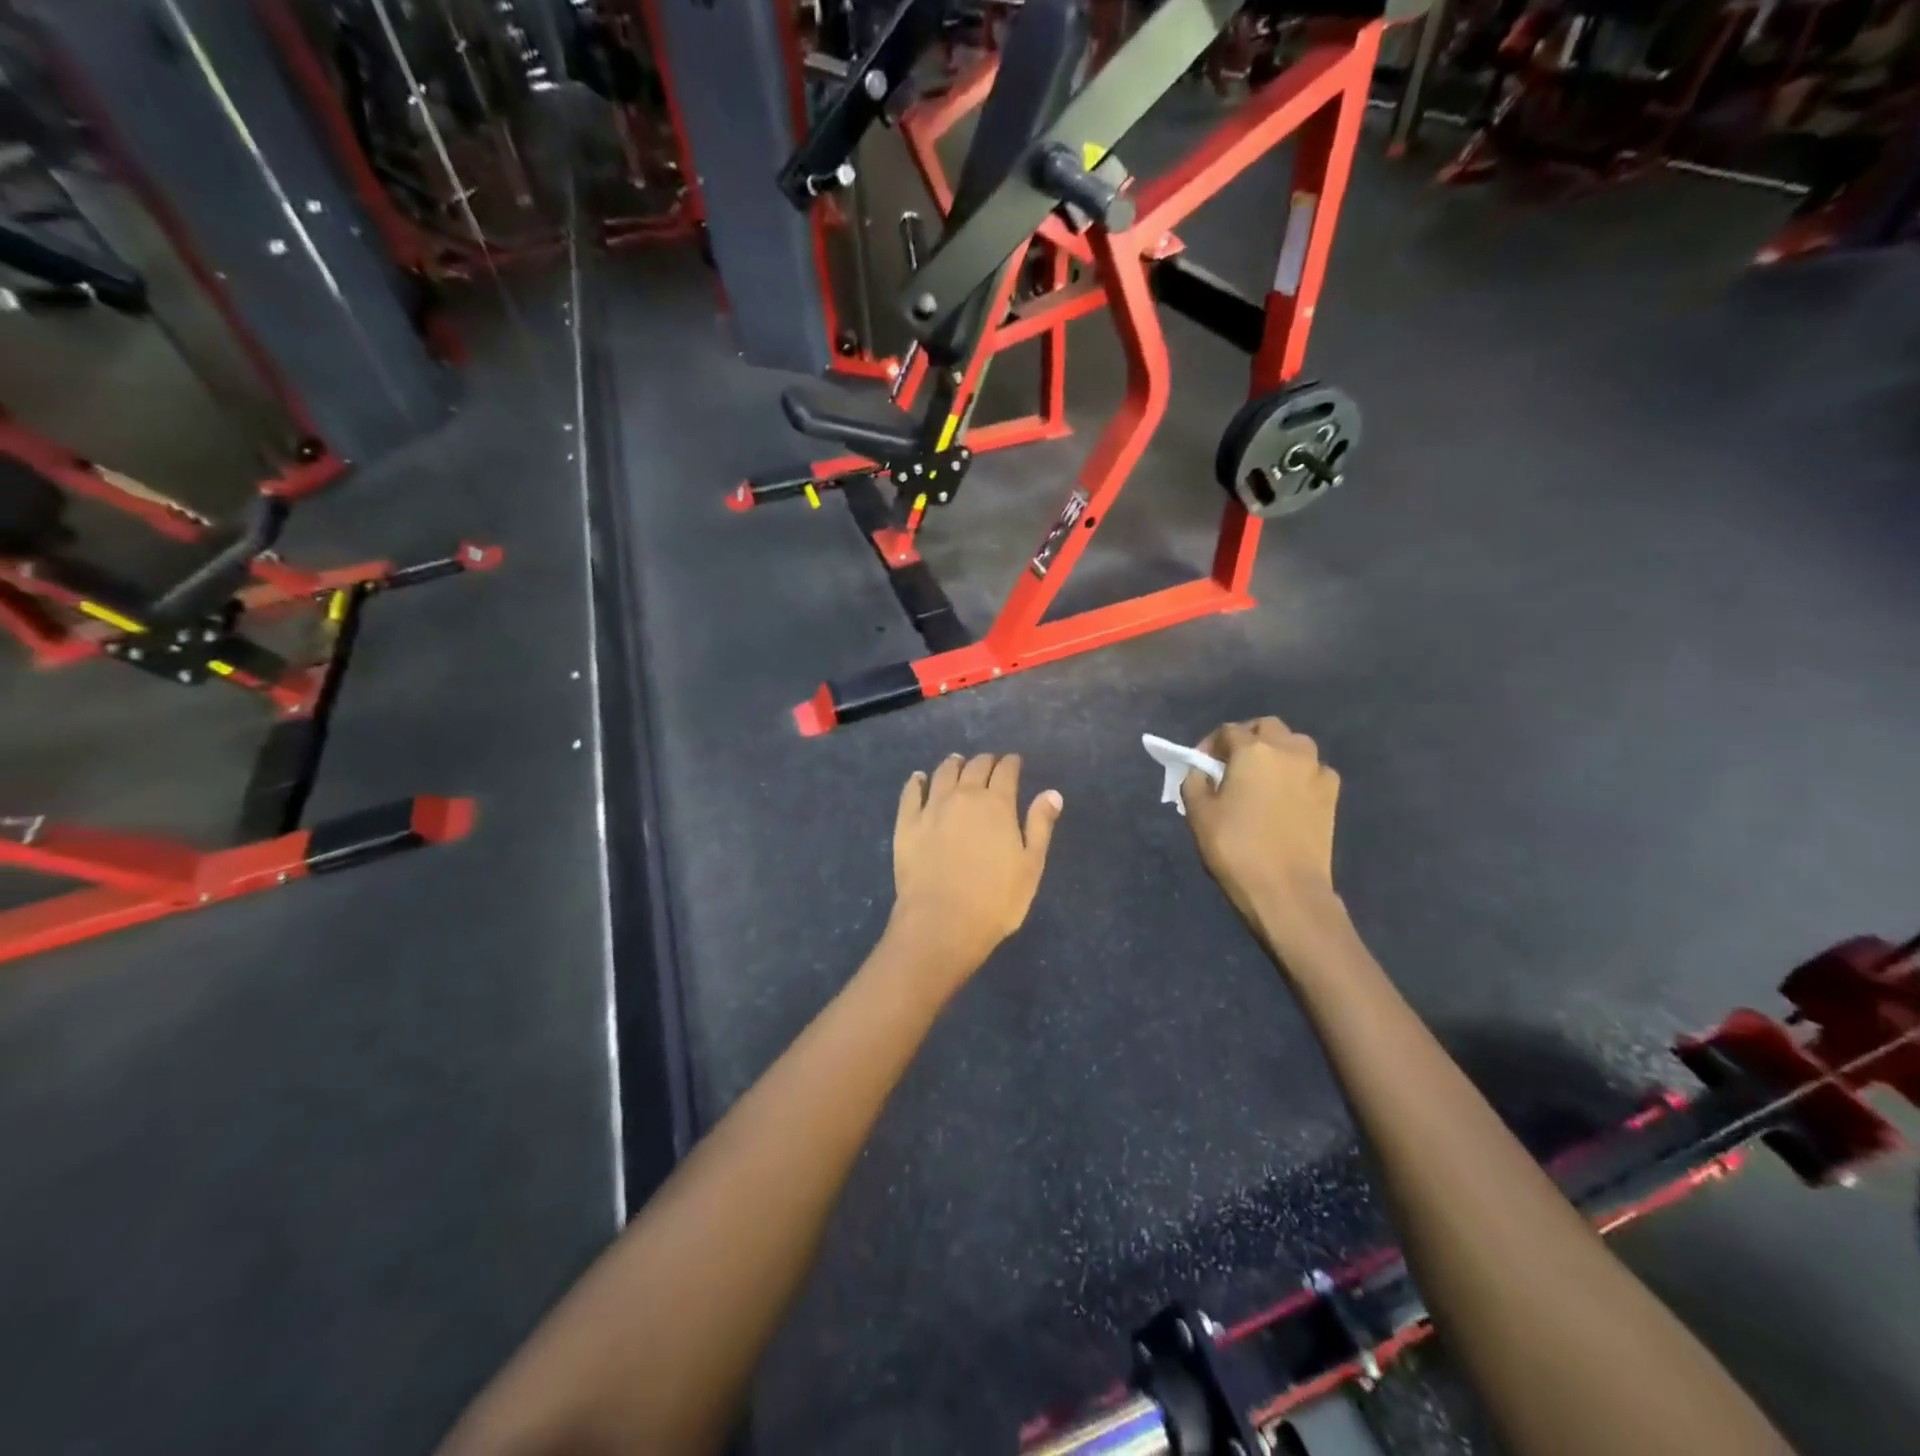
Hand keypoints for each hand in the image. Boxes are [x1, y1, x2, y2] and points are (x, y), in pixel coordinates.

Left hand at [888, 753, 1062, 980]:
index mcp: (997, 804)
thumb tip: (1051, 793)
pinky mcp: (907, 824)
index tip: (1014, 761)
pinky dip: (917, 781)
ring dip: (953, 764)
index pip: (1006, 772)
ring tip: (957, 762)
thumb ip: (1040, 826)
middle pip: (975, 767)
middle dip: (986, 761)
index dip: (1012, 763)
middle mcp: (964, 796)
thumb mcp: (1030, 866)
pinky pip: (911, 793)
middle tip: (990, 762)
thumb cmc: (995, 900)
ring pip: (943, 773)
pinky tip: (919, 779)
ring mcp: (932, 808)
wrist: (942, 922)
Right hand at [1181, 718, 1344, 953]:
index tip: (1200, 767)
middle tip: (1231, 766)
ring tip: (1260, 779)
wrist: (1287, 890)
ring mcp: (1316, 770)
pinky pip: (1312, 770)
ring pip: (1294, 744)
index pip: (1227, 730)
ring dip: (1275, 752)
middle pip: (1266, 727)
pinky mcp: (1332, 793)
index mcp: (1253, 750)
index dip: (1209, 745)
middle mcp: (1289, 750)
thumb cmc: (1236, 848)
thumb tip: (1201, 771)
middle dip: (1247, 739)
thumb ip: (1195, 781)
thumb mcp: (1199, 814)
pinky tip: (1285, 798)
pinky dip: (1297, 774)